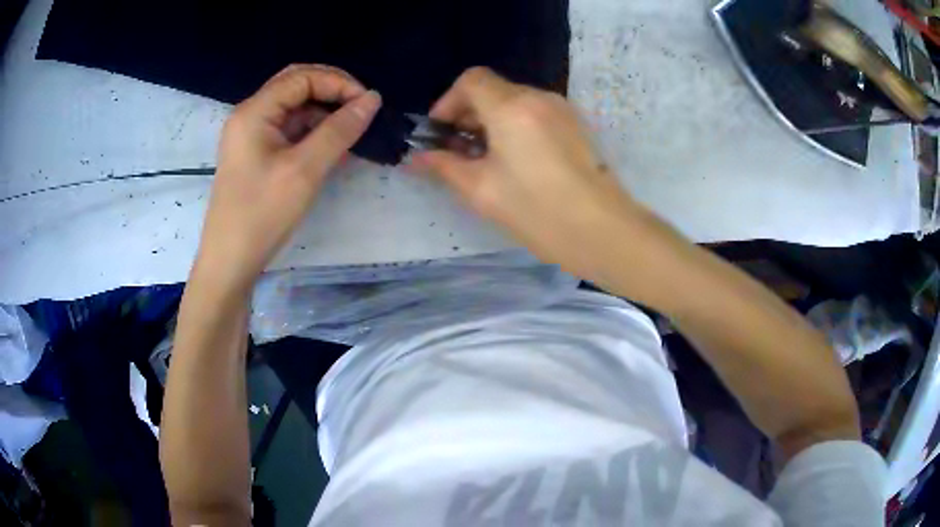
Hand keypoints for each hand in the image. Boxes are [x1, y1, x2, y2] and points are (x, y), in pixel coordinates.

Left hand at [193, 65, 381, 294]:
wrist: (230, 260)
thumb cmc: (262, 214)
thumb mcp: (304, 170)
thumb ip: (339, 130)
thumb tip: (372, 99)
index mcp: (254, 111)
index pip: (302, 78)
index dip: (338, 82)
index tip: (367, 104)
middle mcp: (250, 115)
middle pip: (295, 85)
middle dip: (330, 90)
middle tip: (360, 107)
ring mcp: (251, 134)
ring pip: (293, 107)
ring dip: (323, 112)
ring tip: (350, 130)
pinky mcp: (255, 153)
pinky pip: (288, 129)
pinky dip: (311, 131)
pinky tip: (331, 147)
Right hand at [414, 67, 639, 277]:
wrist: (602, 230)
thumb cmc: (537, 210)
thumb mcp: (481, 190)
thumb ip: (444, 166)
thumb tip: (416, 158)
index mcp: (511, 107)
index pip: (471, 80)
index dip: (448, 101)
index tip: (441, 133)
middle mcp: (538, 98)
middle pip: (493, 89)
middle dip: (468, 113)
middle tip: (458, 151)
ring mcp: (562, 110)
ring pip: (515, 101)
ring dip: (492, 121)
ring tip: (486, 159)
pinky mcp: (576, 125)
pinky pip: (536, 113)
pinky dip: (516, 126)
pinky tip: (516, 160)